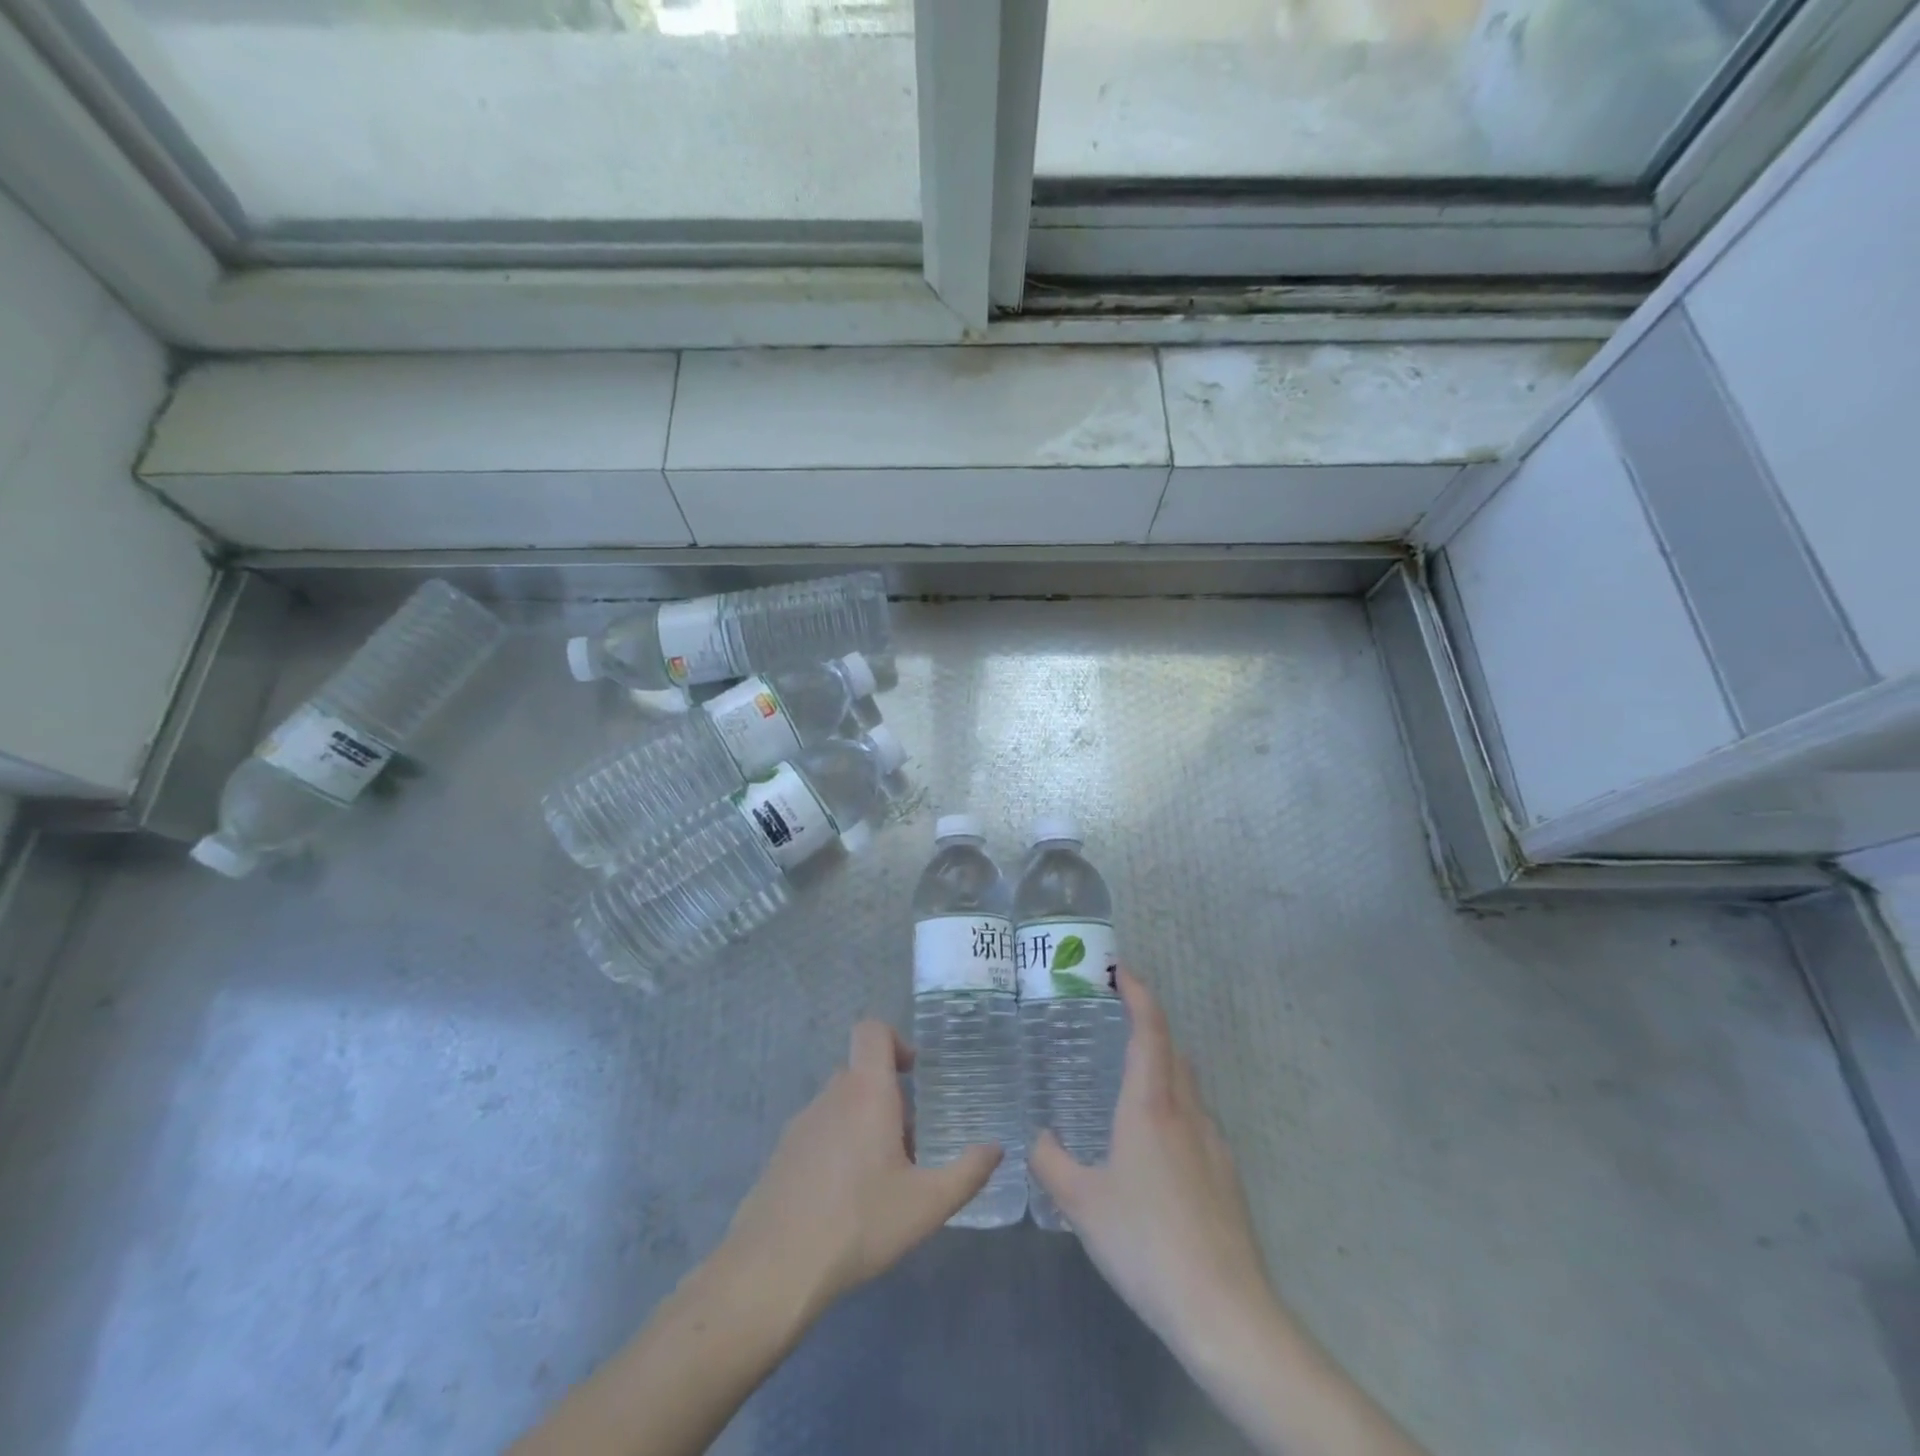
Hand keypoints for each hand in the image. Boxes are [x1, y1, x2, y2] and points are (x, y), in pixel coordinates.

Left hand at [719, 1020, 1000, 1321]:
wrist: (773, 1268)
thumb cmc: (858, 1223)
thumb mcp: (926, 1204)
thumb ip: (967, 1173)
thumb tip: (996, 1148)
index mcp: (865, 1091)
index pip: (872, 1030)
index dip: (895, 1039)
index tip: (915, 1073)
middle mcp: (831, 1095)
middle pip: (861, 1073)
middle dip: (889, 1097)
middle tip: (911, 1142)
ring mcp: (801, 1124)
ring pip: (840, 1106)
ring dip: (864, 1125)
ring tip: (882, 1179)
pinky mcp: (782, 1154)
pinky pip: (819, 1133)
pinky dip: (838, 1149)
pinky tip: (847, 1201)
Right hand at [1030, 970, 1274, 1356]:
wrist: (1224, 1310)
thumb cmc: (1145, 1243)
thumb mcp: (1082, 1204)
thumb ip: (1052, 1163)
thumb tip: (1037, 1139)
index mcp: (1150, 1105)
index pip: (1149, 1028)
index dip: (1138, 993)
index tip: (1120, 971)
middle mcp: (1186, 1111)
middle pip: (1172, 1049)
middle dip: (1148, 1024)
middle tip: (1115, 1020)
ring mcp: (1213, 1143)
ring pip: (1188, 1084)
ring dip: (1163, 1065)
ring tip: (1129, 1080)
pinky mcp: (1226, 1175)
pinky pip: (1197, 1119)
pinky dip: (1175, 1106)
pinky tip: (1155, 1146)